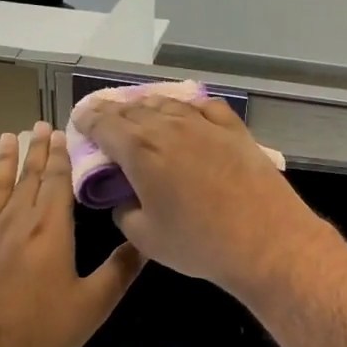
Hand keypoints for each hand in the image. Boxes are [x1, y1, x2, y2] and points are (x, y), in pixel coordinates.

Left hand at [0, 123, 141, 346]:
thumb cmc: (39, 334)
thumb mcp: (92, 306)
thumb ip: (120, 269)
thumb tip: (148, 238)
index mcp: (49, 229)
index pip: (57, 181)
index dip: (61, 155)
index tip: (62, 131)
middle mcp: (17, 222)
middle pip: (29, 177)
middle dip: (38, 150)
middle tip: (41, 125)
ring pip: (0, 187)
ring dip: (7, 161)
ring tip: (9, 138)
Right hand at [77, 93, 325, 294]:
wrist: (267, 240)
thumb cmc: (199, 243)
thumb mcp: (145, 237)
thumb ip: (124, 212)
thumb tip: (124, 198)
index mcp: (139, 150)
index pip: (104, 123)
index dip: (87, 120)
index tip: (79, 120)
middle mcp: (168, 127)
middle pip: (132, 109)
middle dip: (112, 111)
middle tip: (101, 116)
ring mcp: (204, 124)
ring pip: (166, 103)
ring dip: (145, 106)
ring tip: (136, 111)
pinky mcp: (234, 129)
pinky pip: (203, 106)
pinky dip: (185, 106)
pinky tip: (184, 111)